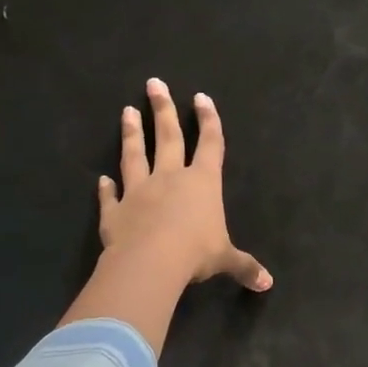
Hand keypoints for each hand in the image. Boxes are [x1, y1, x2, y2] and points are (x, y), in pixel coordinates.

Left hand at [98, 78, 270, 293]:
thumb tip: (267, 284)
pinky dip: (105, 188)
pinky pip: (110, 197)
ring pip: (135, 156)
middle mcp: (170, 178)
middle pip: (168, 137)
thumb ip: (244, 266)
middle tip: (154, 83)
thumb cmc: (195, 253)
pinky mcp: (115, 211)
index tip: (201, 97)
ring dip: (132, 134)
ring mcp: (139, 191)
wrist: (150, 262)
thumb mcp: (226, 259)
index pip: (210, 144)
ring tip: (127, 111)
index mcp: (202, 183)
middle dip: (164, 109)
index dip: (208, 121)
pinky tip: (100, 179)